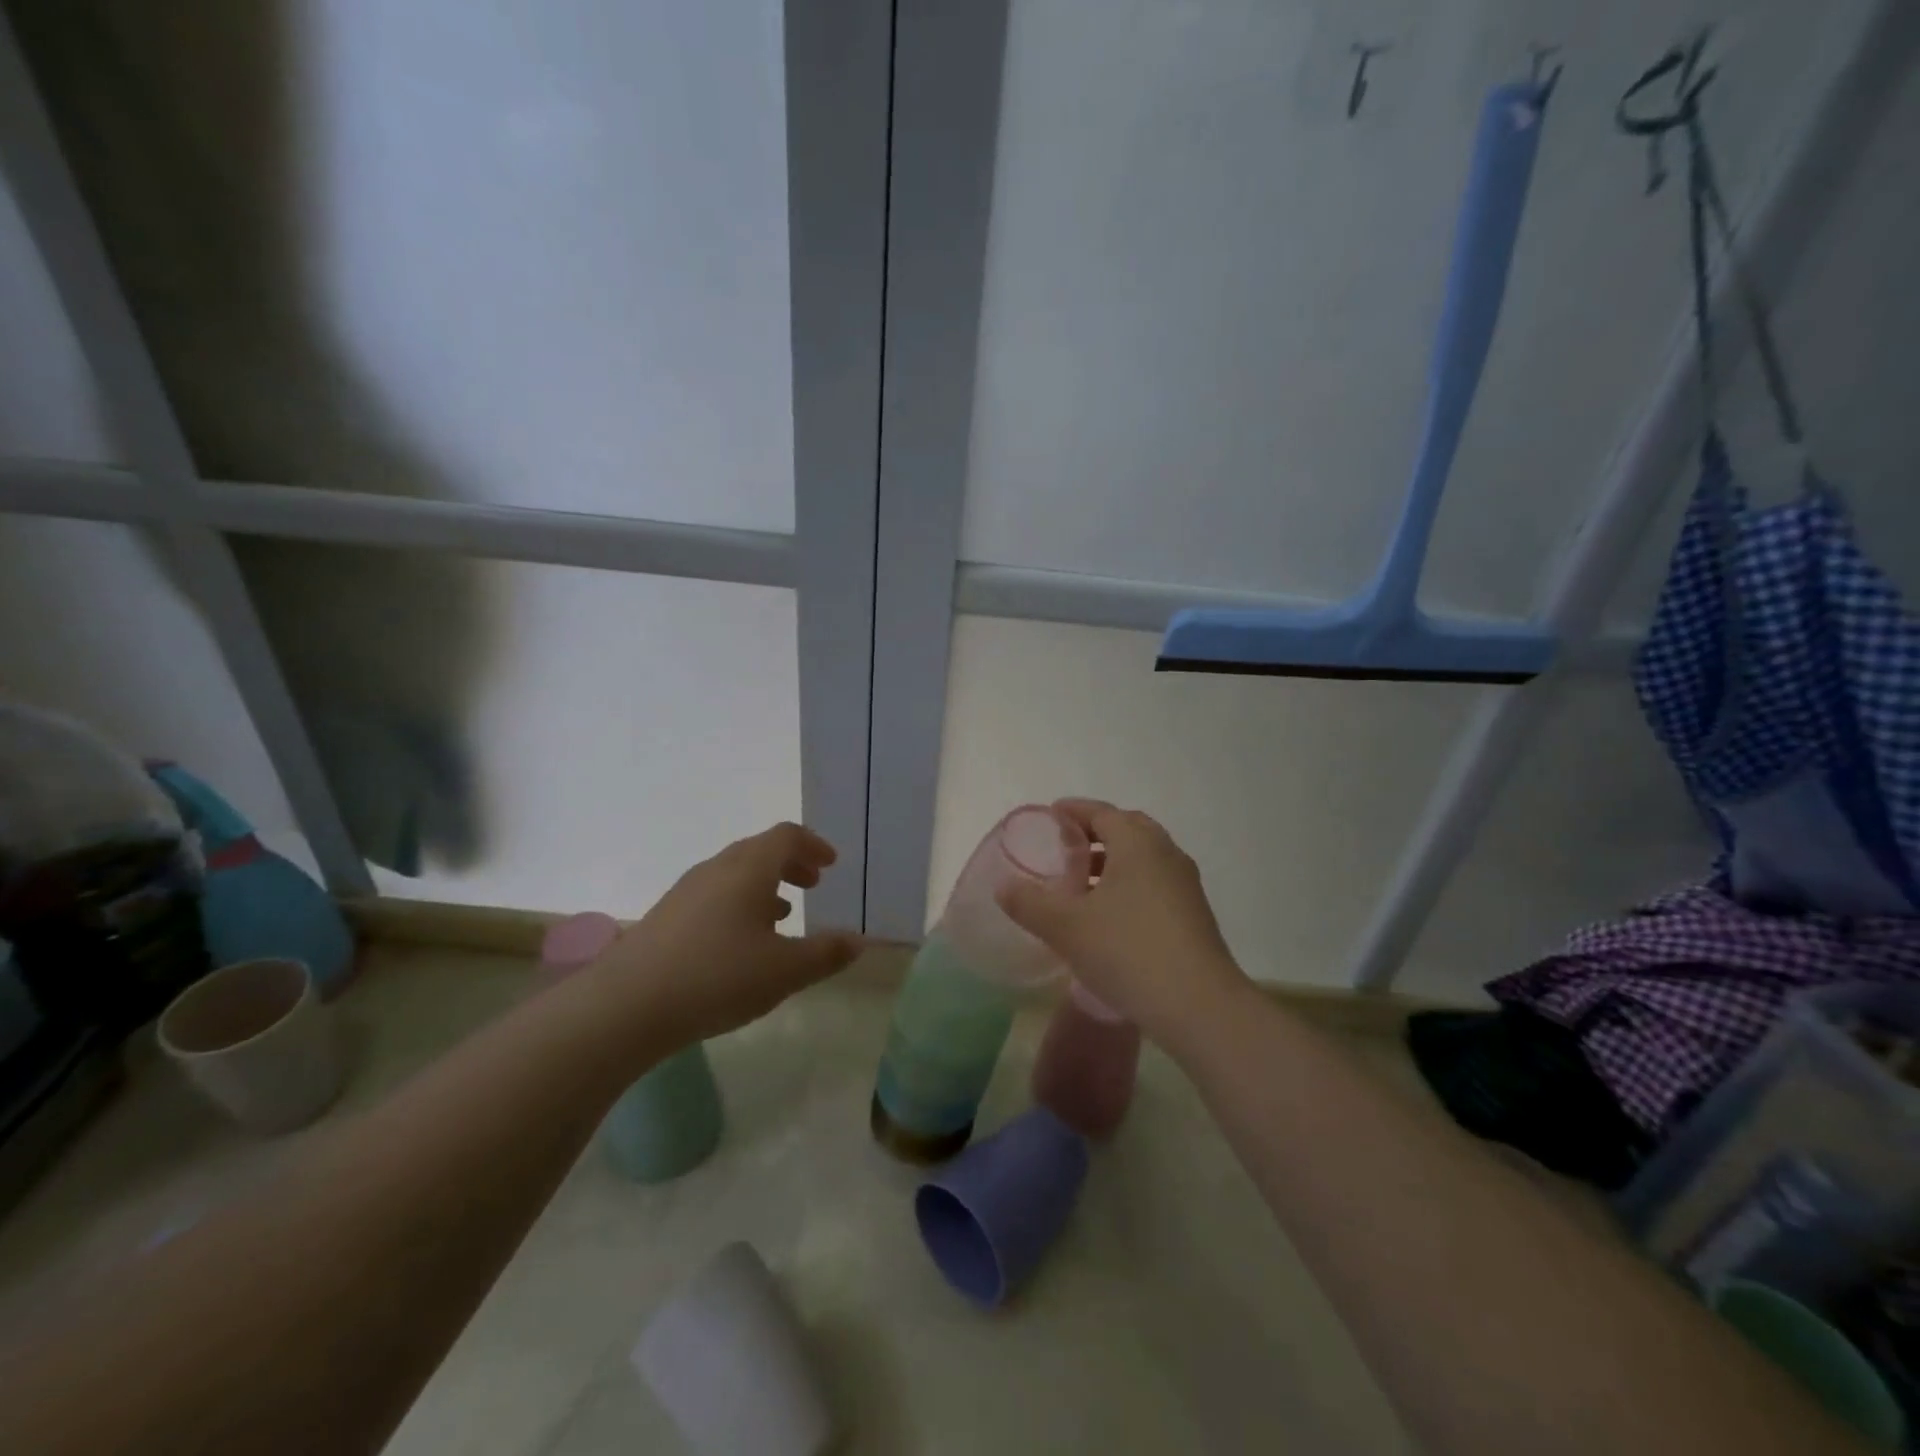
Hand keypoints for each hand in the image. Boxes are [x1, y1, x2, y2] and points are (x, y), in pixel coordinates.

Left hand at [593, 822, 863, 1049]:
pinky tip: (740, 943)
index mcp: (749, 869)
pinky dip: (738, 903)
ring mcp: (686, 891)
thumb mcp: (784, 971)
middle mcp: (717, 869)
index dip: (813, 845)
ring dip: (764, 885)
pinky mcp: (665, 917)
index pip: (786, 836)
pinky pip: (713, 895)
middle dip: (790, 864)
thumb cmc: (717, 977)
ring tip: (782, 914)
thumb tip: (858, 941)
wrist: (625, 1006)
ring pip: (734, 873)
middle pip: (759, 850)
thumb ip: (826, 953)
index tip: (830, 865)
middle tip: (813, 885)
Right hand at [996, 800, 1249, 1046]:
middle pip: (1126, 829)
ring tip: (1080, 885)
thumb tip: (1003, 886)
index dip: (1072, 811)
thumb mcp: (1066, 927)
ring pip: (1143, 859)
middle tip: (1065, 847)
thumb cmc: (1127, 951)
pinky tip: (1109, 916)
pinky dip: (1129, 885)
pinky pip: (1154, 883)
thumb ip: (1030, 902)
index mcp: (1137, 843)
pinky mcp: (1194, 914)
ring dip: (1112, 862)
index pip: (1101, 812)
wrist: (1199, 1006)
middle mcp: (1166, 853)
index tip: (1049, 816)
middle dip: (1094, 833)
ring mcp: (1185, 884)